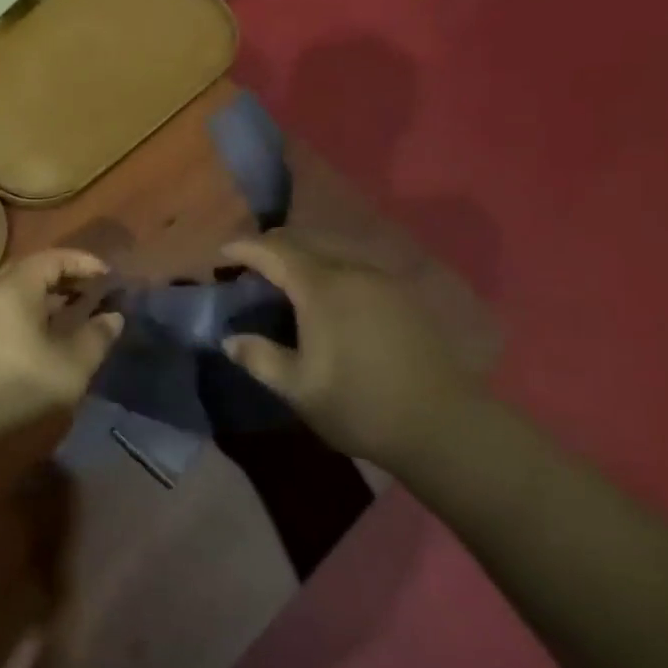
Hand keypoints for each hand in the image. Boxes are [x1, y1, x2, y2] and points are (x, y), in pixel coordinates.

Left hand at [0, 249, 122, 431]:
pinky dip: (30, 318)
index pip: (52, 259)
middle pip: (31, 273)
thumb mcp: (72, 366)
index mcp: (12, 290)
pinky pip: (4, 317)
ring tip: (77, 318)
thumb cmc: (24, 393)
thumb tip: (113, 317)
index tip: (110, 279)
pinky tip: (48, 342)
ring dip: (48, 301)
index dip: (84, 264)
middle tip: (96, 295)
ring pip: (16, 297)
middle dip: (66, 280)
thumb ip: (96, 336)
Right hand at [220, 229, 482, 465]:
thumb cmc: (361, 405)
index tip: (223, 254)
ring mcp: (382, 280)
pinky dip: (329, 270)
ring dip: (303, 258)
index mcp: (321, 287)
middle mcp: (352, 270)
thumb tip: (230, 340)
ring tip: (286, 282)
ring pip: (332, 252)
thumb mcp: (299, 388)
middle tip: (250, 268)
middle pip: (304, 242)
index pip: (274, 251)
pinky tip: (328, 298)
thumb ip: (260, 358)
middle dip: (272, 248)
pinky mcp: (403, 295)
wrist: (444, 425)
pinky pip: (355, 267)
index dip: (245, 248)